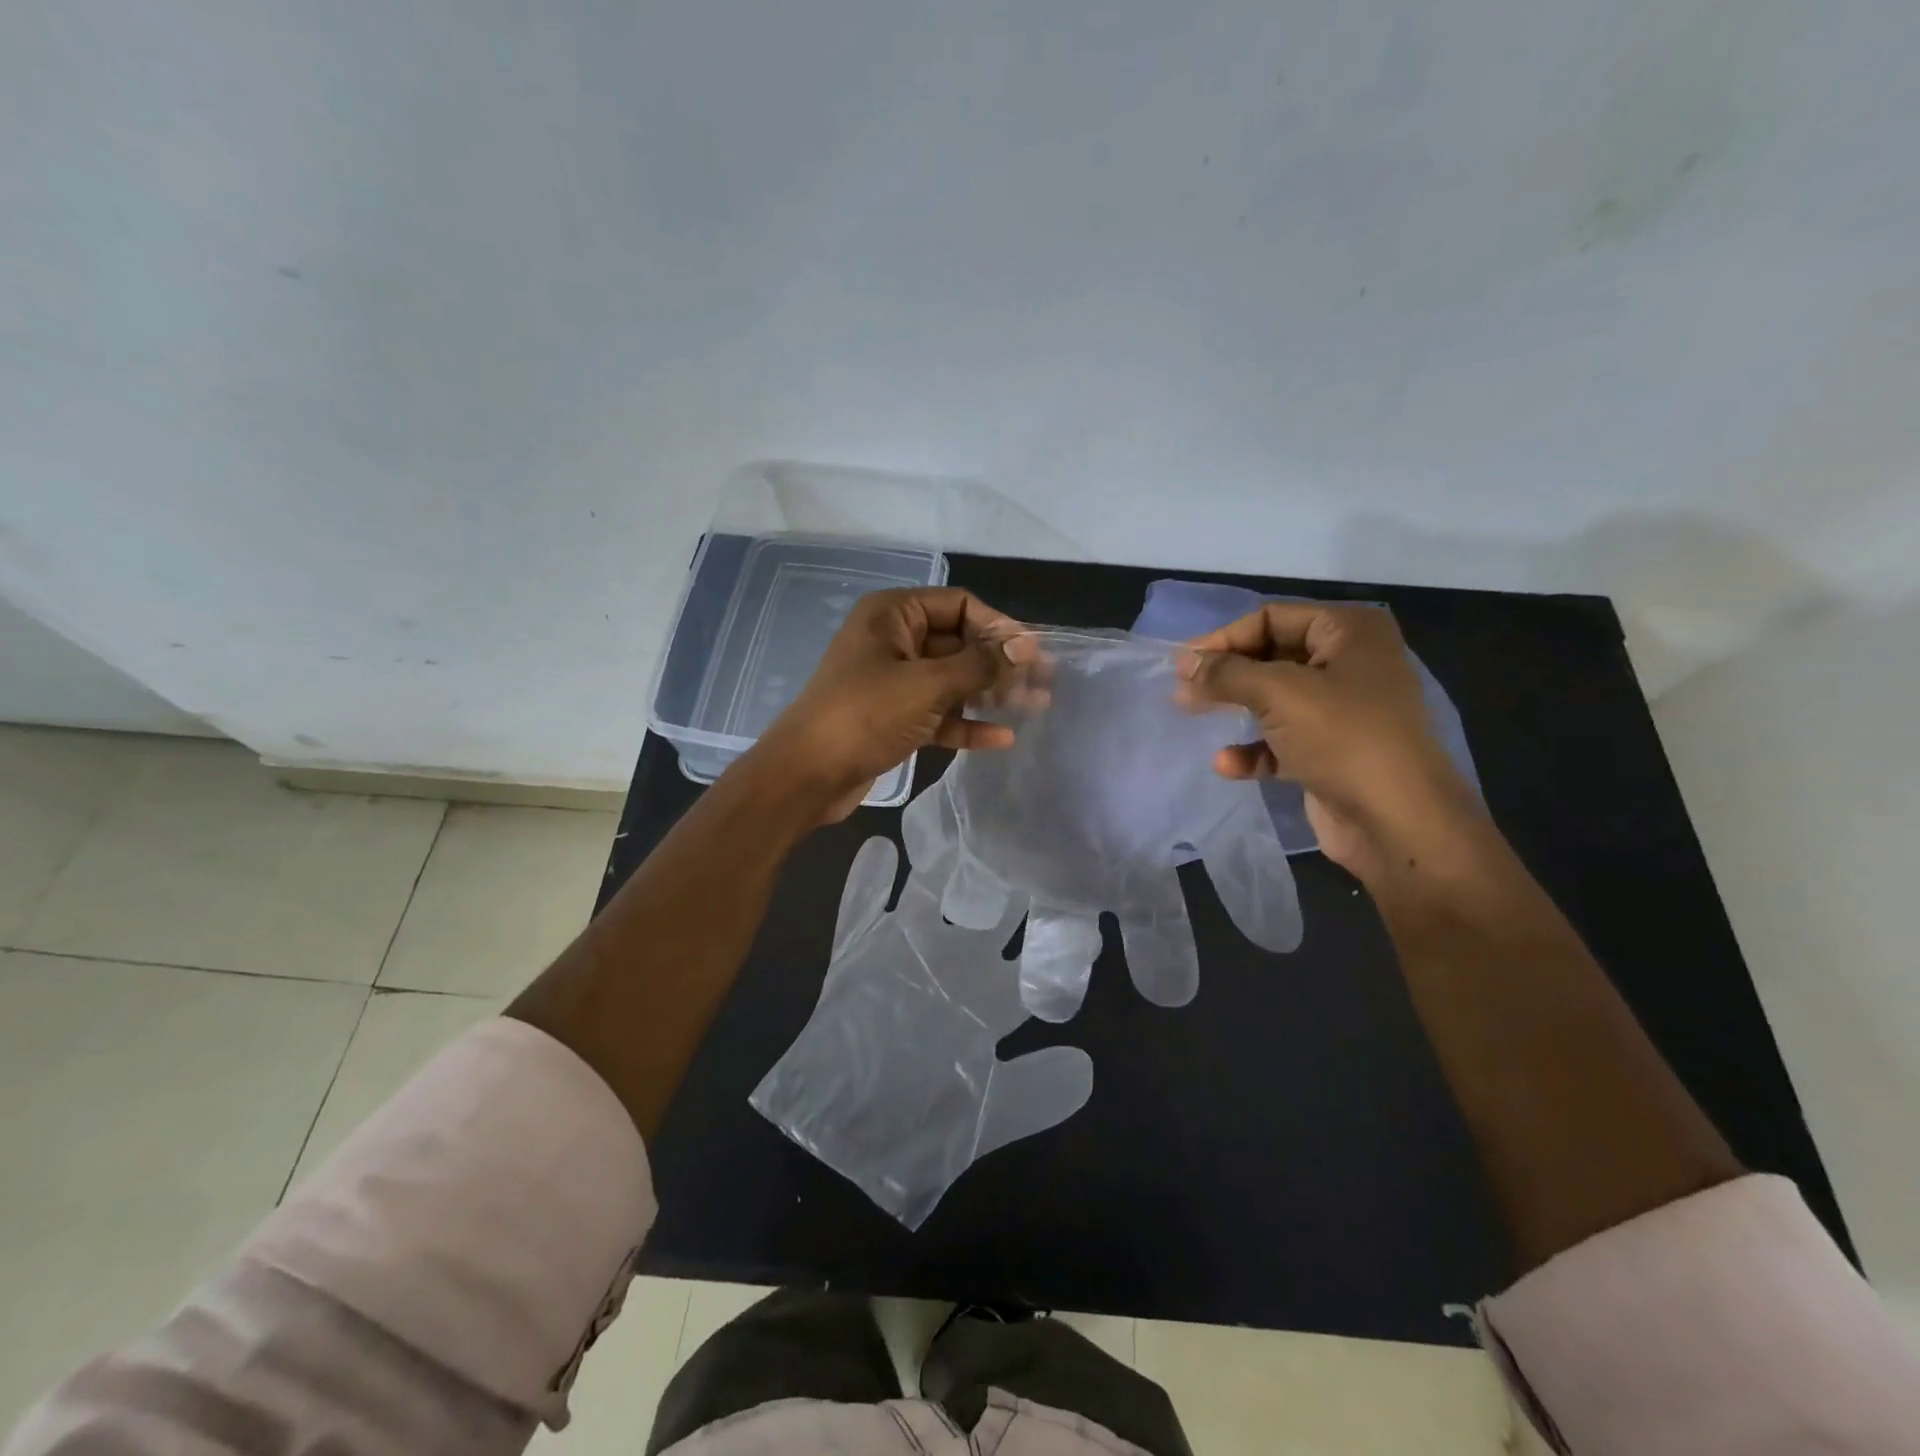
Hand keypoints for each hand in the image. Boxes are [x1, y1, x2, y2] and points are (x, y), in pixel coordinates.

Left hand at [752, 587, 1020, 821]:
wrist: (806, 774)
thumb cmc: (864, 715)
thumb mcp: (927, 685)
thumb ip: (979, 665)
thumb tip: (1026, 647)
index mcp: (894, 615)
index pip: (959, 605)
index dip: (998, 626)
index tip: (1033, 653)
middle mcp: (894, 641)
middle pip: (959, 643)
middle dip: (1000, 663)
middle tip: (1044, 682)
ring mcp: (893, 681)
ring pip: (951, 681)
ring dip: (989, 694)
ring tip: (1034, 707)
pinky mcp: (893, 717)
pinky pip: (938, 713)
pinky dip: (966, 723)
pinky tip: (1001, 739)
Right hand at [1176, 602, 1479, 879]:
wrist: (1397, 822)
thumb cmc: (1342, 738)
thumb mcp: (1278, 693)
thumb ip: (1226, 673)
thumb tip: (1185, 664)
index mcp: (1350, 633)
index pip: (1273, 618)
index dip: (1225, 637)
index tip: (1182, 662)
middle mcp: (1350, 664)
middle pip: (1271, 657)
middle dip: (1226, 674)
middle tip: (1182, 688)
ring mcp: (1343, 711)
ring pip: (1274, 700)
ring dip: (1235, 709)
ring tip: (1191, 715)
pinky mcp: (1332, 753)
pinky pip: (1282, 741)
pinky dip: (1254, 749)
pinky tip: (1228, 765)